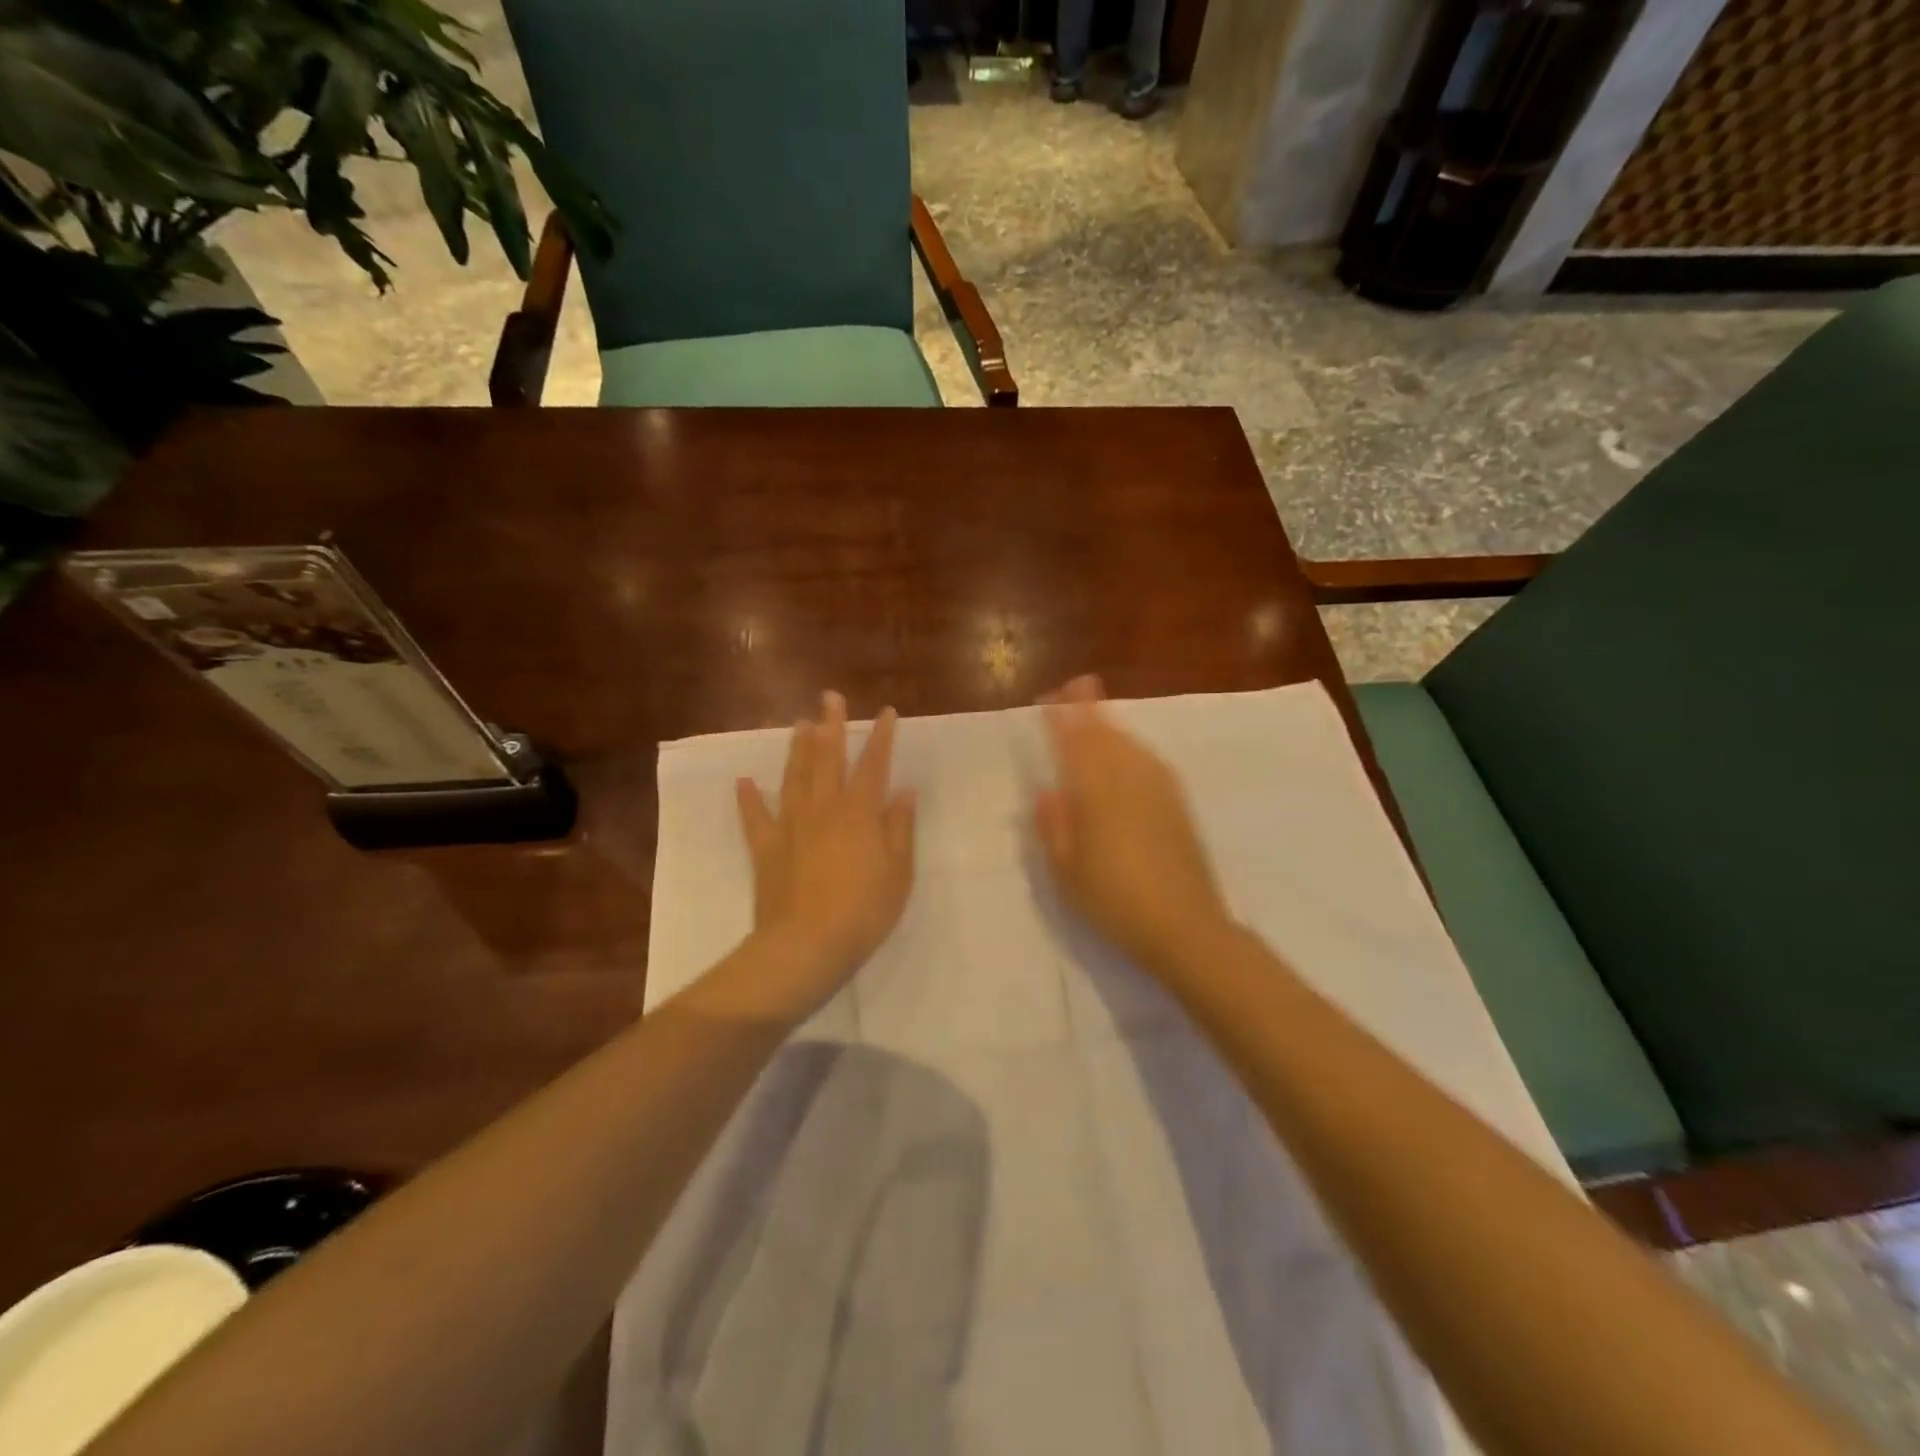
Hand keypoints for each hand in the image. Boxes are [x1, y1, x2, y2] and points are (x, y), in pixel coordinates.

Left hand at [735, 691, 916, 1015]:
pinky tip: (745, 780)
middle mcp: (824, 809)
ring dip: (798, 749)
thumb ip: (900, 828)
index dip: (880, 737)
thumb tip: (905, 792)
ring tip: (799, 723)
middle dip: (831, 726)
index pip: (873, 765)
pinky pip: (756, 818)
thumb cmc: (864, 910)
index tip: (885, 711)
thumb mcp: (898, 872)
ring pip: (794, 778)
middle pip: (828, 759)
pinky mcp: (767, 849)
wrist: (807, 945)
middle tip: (829, 697)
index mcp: (859, 813)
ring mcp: (791, 826)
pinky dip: (750, 798)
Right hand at [1033, 676, 1231, 971]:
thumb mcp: (1066, 871)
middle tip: (1077, 684)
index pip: (1075, 744)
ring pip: (1132, 745)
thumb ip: (1054, 826)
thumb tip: (1048, 791)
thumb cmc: (1114, 902)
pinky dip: (1134, 747)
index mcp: (1096, 794)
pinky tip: (1131, 752)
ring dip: (1113, 725)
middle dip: (1090, 708)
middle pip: (1107, 734)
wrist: (1185, 927)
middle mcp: (1129, 781)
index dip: (1063, 718)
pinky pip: (1151, 761)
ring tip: (1098, 713)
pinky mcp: (1179, 806)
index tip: (1051, 697)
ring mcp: (1159, 791)